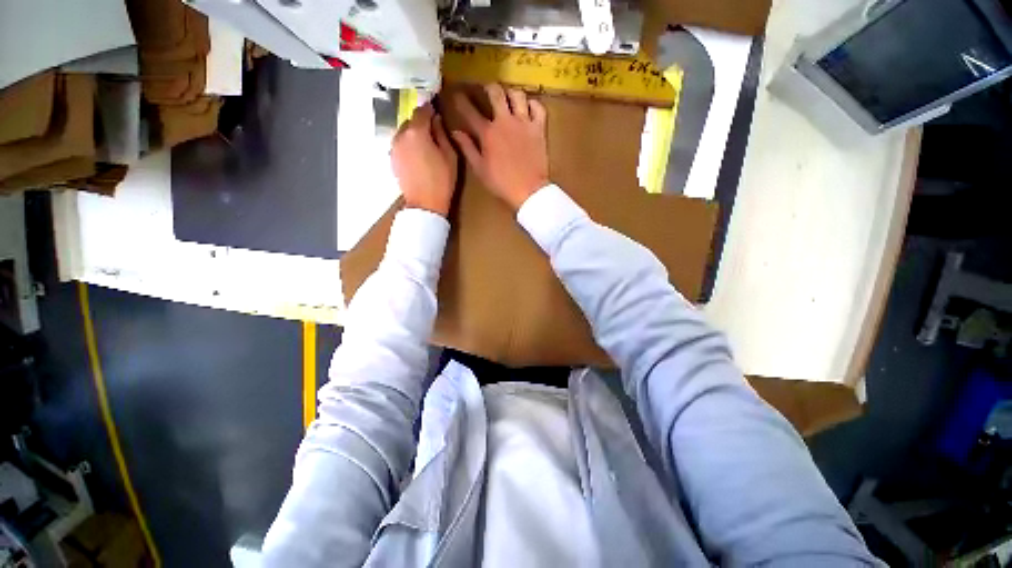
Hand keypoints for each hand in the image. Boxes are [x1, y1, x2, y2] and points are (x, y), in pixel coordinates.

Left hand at [391, 103, 457, 216]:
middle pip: (411, 121)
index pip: (422, 111)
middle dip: (421, 122)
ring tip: (426, 145)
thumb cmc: (442, 181)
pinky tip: (418, 155)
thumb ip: (442, 134)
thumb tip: (437, 120)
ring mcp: (394, 147)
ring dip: (414, 134)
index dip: (430, 109)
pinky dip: (408, 145)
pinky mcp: (392, 159)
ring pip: (404, 132)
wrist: (424, 204)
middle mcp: (401, 135)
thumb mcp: (450, 156)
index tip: (437, 110)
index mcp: (417, 132)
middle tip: (434, 131)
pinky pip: (400, 144)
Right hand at [451, 84, 548, 211]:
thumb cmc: (501, 183)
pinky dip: (533, 104)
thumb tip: (455, 132)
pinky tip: (528, 109)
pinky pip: (538, 107)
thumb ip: (467, 148)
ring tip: (508, 99)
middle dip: (488, 88)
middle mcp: (505, 121)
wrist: (528, 190)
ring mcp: (524, 123)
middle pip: (495, 93)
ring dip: (510, 94)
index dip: (461, 100)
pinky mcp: (539, 128)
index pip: (470, 110)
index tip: (456, 94)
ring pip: (517, 94)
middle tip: (486, 91)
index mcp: (487, 133)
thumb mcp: (479, 169)